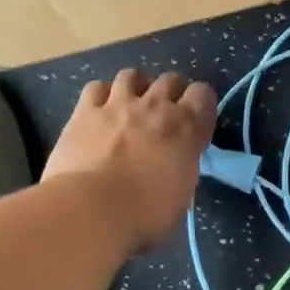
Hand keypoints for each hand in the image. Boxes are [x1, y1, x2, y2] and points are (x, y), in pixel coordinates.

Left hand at [43, 69, 217, 253]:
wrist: (92, 210)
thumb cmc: (145, 214)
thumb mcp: (180, 196)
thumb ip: (180, 169)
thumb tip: (174, 166)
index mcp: (187, 128)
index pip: (204, 94)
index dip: (199, 104)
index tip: (193, 121)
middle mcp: (156, 106)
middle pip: (170, 79)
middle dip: (169, 92)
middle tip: (161, 116)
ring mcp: (119, 104)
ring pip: (132, 75)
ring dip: (135, 87)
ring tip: (129, 106)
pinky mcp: (85, 111)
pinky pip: (96, 88)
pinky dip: (100, 96)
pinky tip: (98, 112)